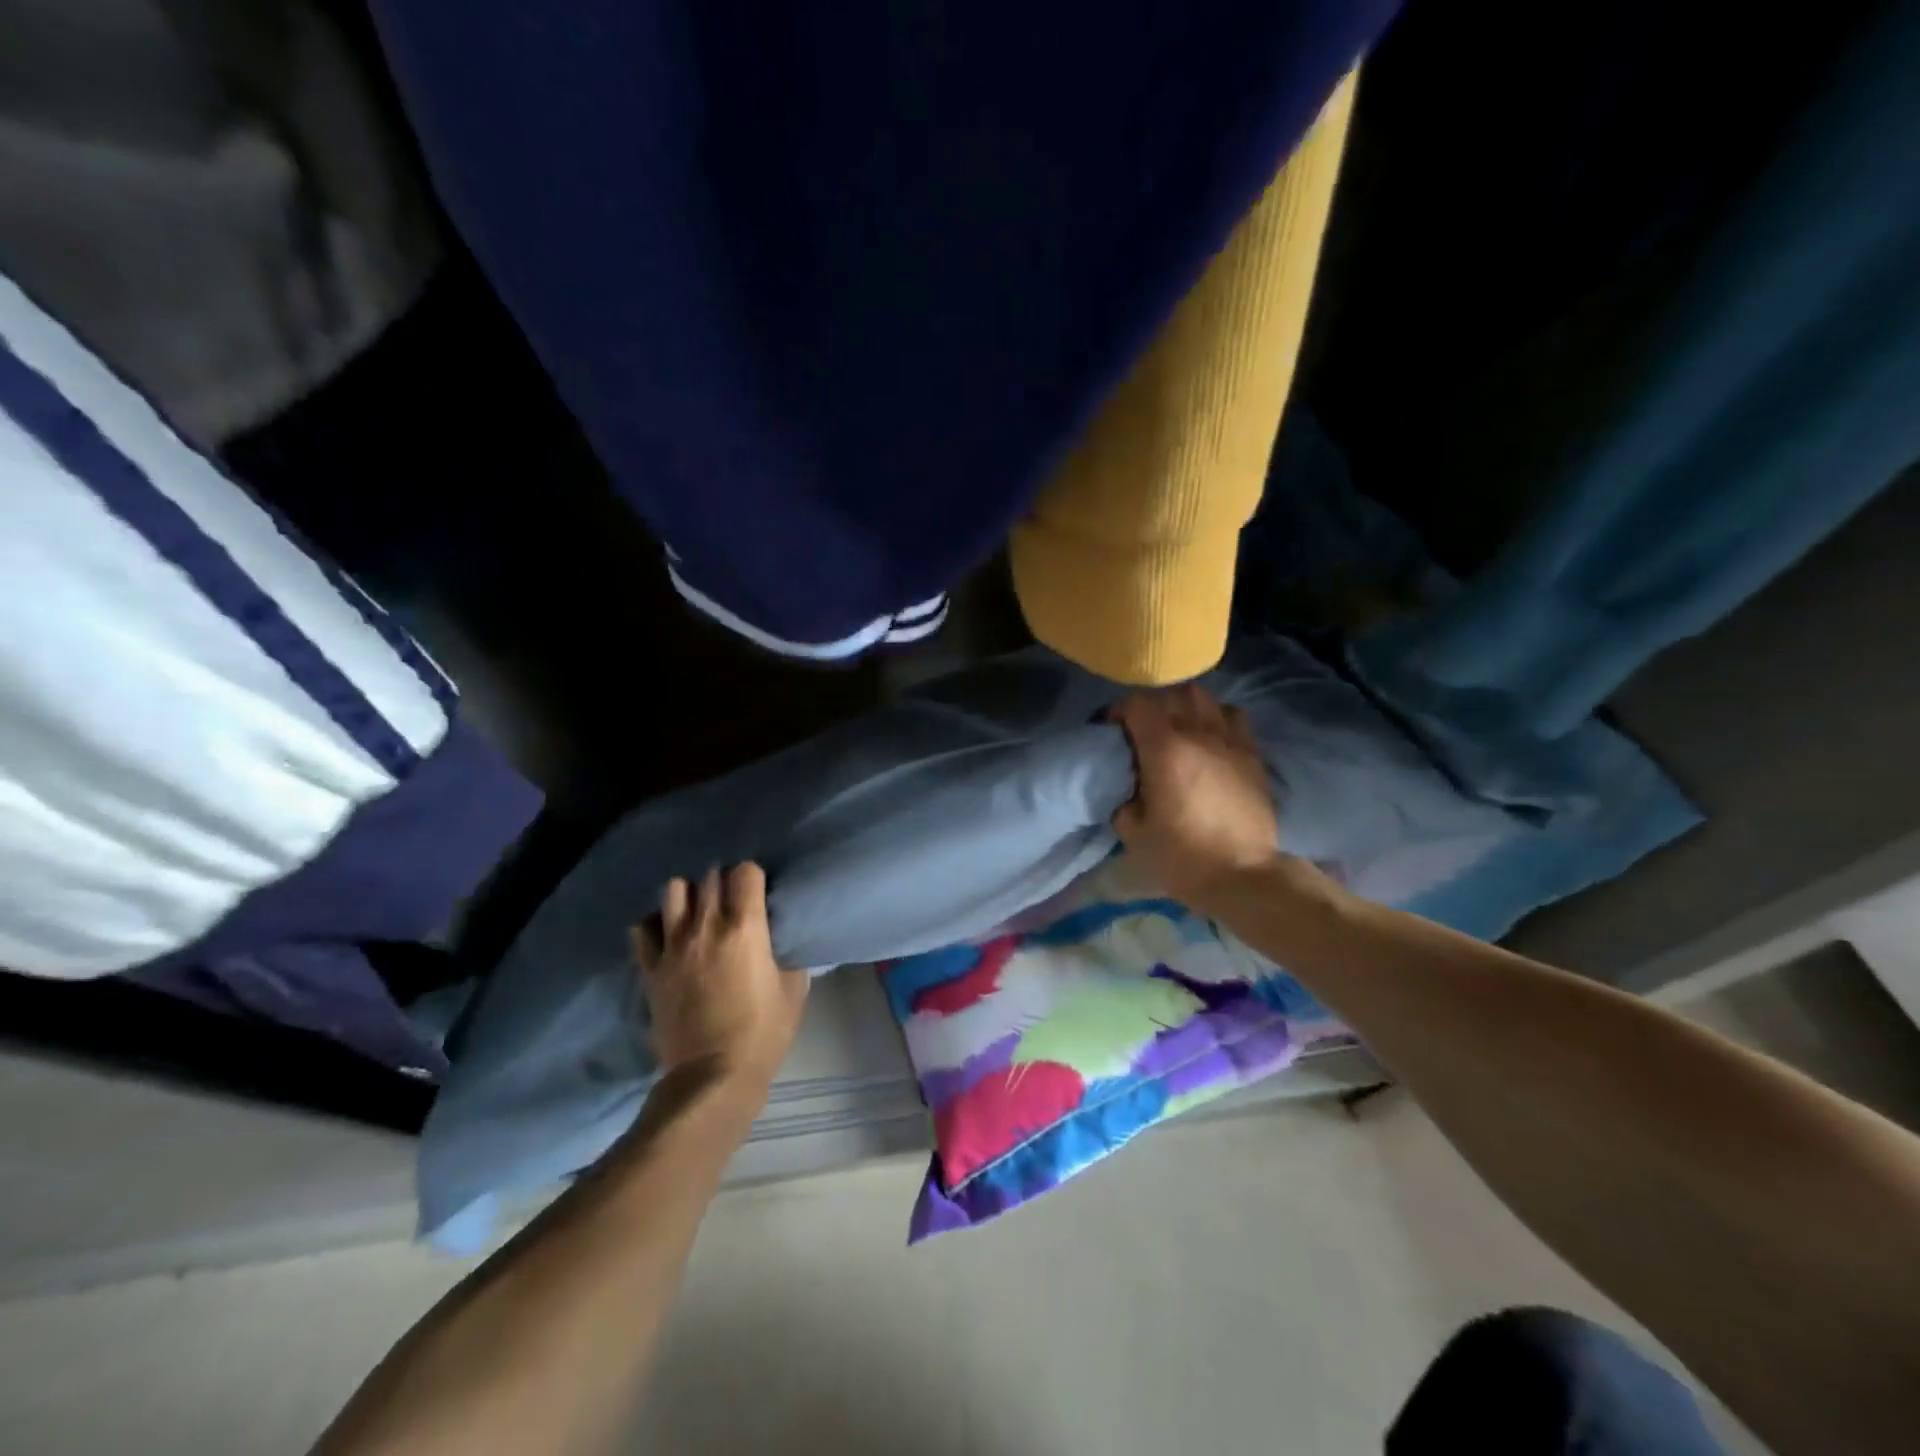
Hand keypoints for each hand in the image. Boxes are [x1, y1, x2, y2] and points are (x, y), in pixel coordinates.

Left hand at [630, 863, 807, 1090]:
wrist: (713, 1076)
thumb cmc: (763, 1033)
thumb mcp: (793, 989)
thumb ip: (786, 953)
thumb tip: (777, 939)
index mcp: (745, 928)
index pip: (745, 872)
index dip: (753, 877)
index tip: (759, 892)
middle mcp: (706, 927)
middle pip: (710, 876)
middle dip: (724, 883)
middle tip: (732, 902)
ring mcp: (673, 947)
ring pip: (673, 891)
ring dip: (689, 895)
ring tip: (698, 913)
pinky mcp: (650, 969)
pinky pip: (642, 928)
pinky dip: (655, 923)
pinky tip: (667, 934)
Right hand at [1109, 685, 1282, 917]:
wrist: (1243, 875)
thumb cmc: (1181, 856)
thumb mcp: (1132, 831)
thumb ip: (1123, 796)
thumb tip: (1126, 783)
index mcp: (1164, 749)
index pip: (1138, 704)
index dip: (1121, 711)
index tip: (1114, 731)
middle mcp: (1198, 733)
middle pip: (1172, 694)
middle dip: (1153, 706)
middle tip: (1144, 730)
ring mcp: (1230, 740)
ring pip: (1205, 698)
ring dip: (1186, 707)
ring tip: (1179, 729)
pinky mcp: (1253, 754)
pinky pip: (1233, 717)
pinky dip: (1217, 718)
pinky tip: (1210, 739)